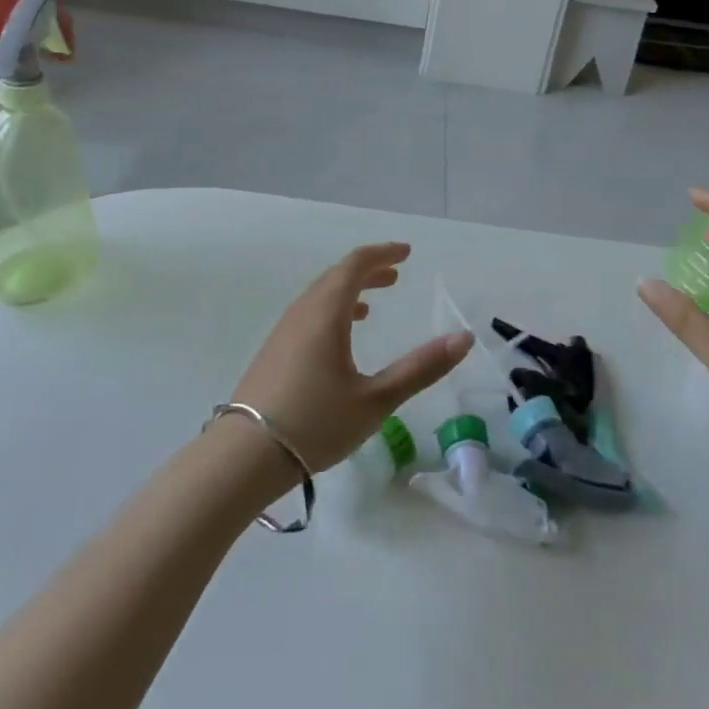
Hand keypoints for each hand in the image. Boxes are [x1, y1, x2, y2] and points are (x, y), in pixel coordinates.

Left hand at [230, 243, 472, 474]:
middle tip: (396, 273)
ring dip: (348, 290)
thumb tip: (464, 338)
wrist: (244, 456)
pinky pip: (308, 314)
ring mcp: (283, 331)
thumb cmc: (316, 423)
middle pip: (336, 276)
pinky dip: (331, 310)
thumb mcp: (376, 400)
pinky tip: (339, 337)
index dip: (382, 254)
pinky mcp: (274, 351)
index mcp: (326, 312)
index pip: (355, 265)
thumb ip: (420, 368)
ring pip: (319, 296)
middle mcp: (302, 312)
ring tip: (372, 303)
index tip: (407, 252)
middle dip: (368, 270)